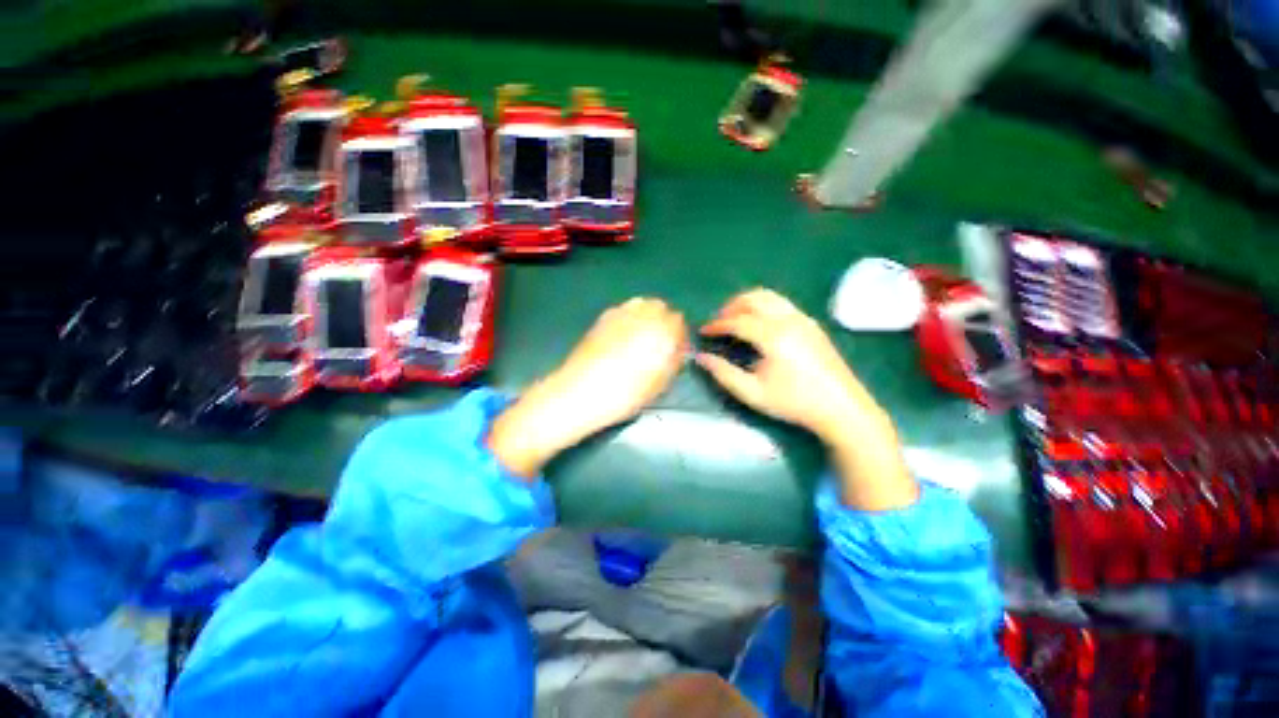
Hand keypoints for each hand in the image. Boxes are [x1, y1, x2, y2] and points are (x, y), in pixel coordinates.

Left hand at [489, 298, 687, 477]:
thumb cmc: (625, 394)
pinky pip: (623, 311)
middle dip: (663, 322)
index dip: (678, 337)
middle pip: (660, 307)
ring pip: (641, 305)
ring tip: (639, 339)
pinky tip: (621, 338)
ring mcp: (620, 313)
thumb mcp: (659, 384)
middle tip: (657, 344)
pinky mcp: (602, 318)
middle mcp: (643, 315)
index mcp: (662, 331)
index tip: (674, 351)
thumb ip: (673, 362)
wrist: (580, 392)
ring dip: (645, 317)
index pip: (679, 322)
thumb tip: (677, 351)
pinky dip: (628, 319)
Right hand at [697, 289, 915, 509]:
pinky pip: (782, 303)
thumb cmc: (794, 402)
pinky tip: (759, 325)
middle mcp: (789, 319)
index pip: (737, 321)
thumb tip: (701, 358)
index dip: (717, 325)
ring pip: (769, 296)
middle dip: (731, 306)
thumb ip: (723, 373)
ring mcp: (803, 319)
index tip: (703, 331)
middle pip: (754, 298)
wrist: (841, 408)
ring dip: (748, 302)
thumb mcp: (752, 393)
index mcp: (773, 336)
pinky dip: (764, 306)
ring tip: (735, 319)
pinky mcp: (812, 324)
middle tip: (718, 323)